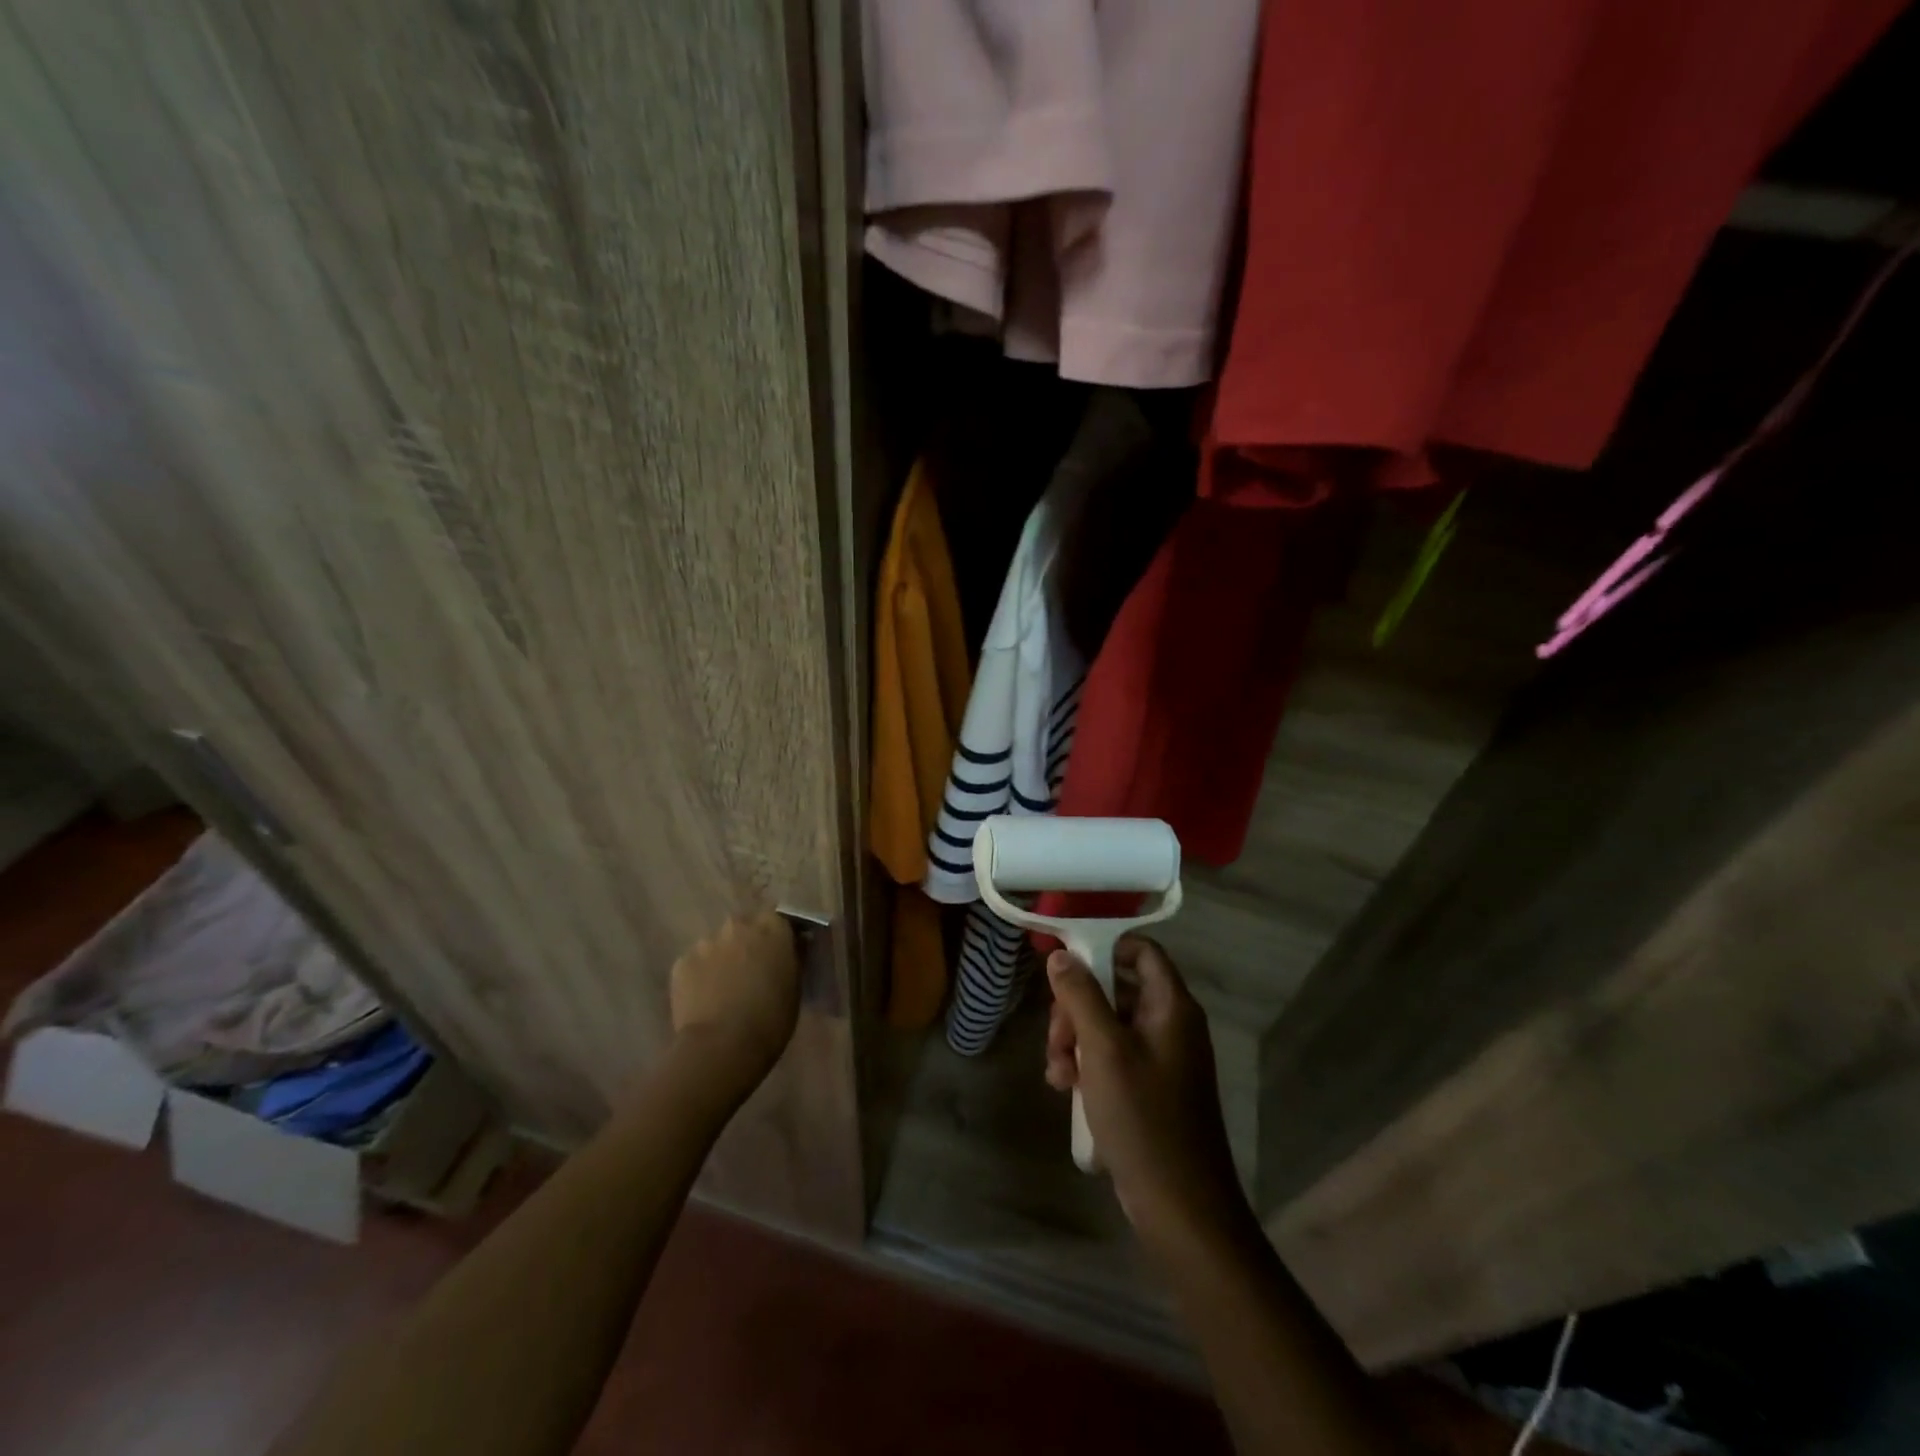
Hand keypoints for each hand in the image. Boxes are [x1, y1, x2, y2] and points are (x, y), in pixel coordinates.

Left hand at [669, 911, 800, 1083]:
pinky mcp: (681, 963)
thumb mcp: (794, 987)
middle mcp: (739, 926)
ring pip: (717, 945)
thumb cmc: (770, 1020)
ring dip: (722, 958)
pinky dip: (700, 975)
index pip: (778, 916)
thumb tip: (791, 949)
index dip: (777, 933)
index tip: (778, 950)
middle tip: (750, 969)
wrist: (721, 1046)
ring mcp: (706, 942)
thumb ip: (791, 960)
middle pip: (744, 926)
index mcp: (773, 929)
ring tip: (722, 988)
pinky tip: (703, 999)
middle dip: (746, 942)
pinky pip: (695, 963)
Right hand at [1045, 937, 1250, 1255]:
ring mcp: (1162, 1058)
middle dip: (1077, 1007)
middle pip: (1118, 989)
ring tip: (1057, 1072)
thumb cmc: (1143, 1118)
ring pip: (1109, 1025)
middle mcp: (1171, 1025)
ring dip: (1076, 1040)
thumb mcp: (1103, 1050)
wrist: (1180, 1207)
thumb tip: (1061, 955)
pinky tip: (1065, 1088)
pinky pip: (1114, 1058)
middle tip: (1056, 1036)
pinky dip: (1088, 1065)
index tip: (1066, 964)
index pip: (1141, 951)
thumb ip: (1081, 996)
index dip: (1105, 947)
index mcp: (1172, 1006)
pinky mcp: (1152, 1088)